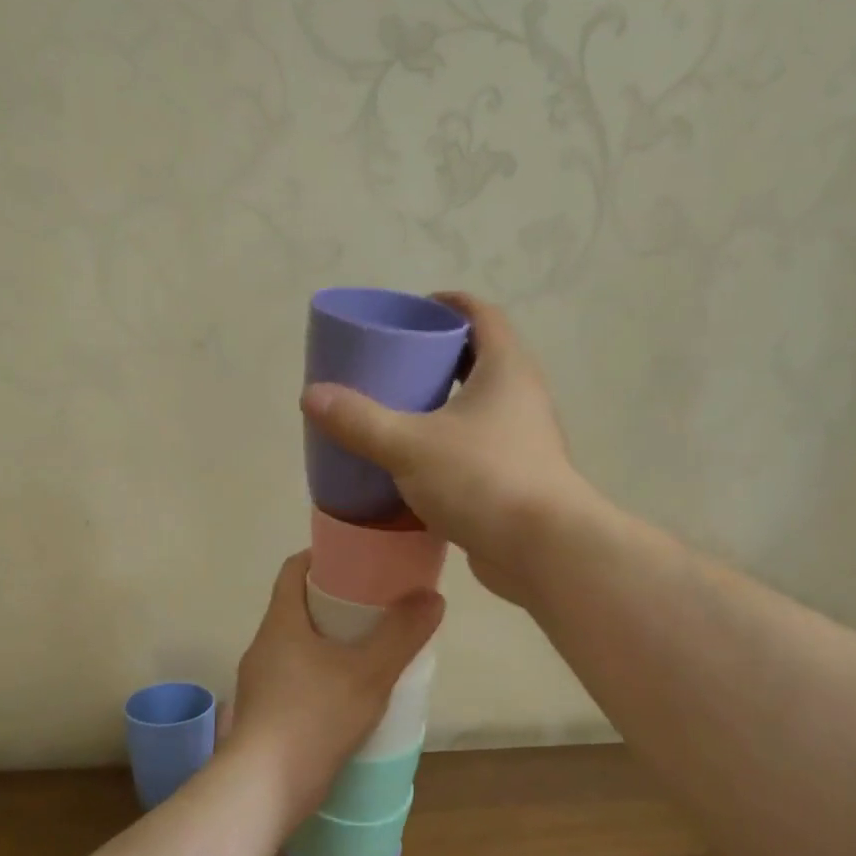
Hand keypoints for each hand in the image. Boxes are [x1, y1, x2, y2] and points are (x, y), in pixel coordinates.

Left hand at [227, 552, 442, 828]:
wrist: (263, 789)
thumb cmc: (314, 717)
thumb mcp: (369, 673)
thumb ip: (402, 634)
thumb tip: (431, 596)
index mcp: (281, 622)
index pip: (294, 569)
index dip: (323, 557)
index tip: (359, 560)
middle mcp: (264, 645)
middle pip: (298, 606)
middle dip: (336, 601)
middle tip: (377, 605)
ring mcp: (261, 682)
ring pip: (298, 645)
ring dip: (330, 641)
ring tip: (370, 648)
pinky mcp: (265, 714)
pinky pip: (296, 677)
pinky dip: (323, 673)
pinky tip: (350, 693)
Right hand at [299, 292, 594, 604]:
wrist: (543, 551)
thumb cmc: (482, 479)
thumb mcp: (410, 445)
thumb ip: (360, 420)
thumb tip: (311, 395)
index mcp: (506, 369)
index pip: (481, 314)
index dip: (448, 304)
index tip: (413, 310)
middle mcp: (521, 397)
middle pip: (479, 359)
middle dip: (438, 356)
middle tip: (393, 364)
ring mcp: (522, 440)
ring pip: (477, 407)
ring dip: (442, 404)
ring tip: (397, 412)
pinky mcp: (515, 478)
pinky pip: (476, 447)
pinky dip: (447, 445)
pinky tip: (414, 464)